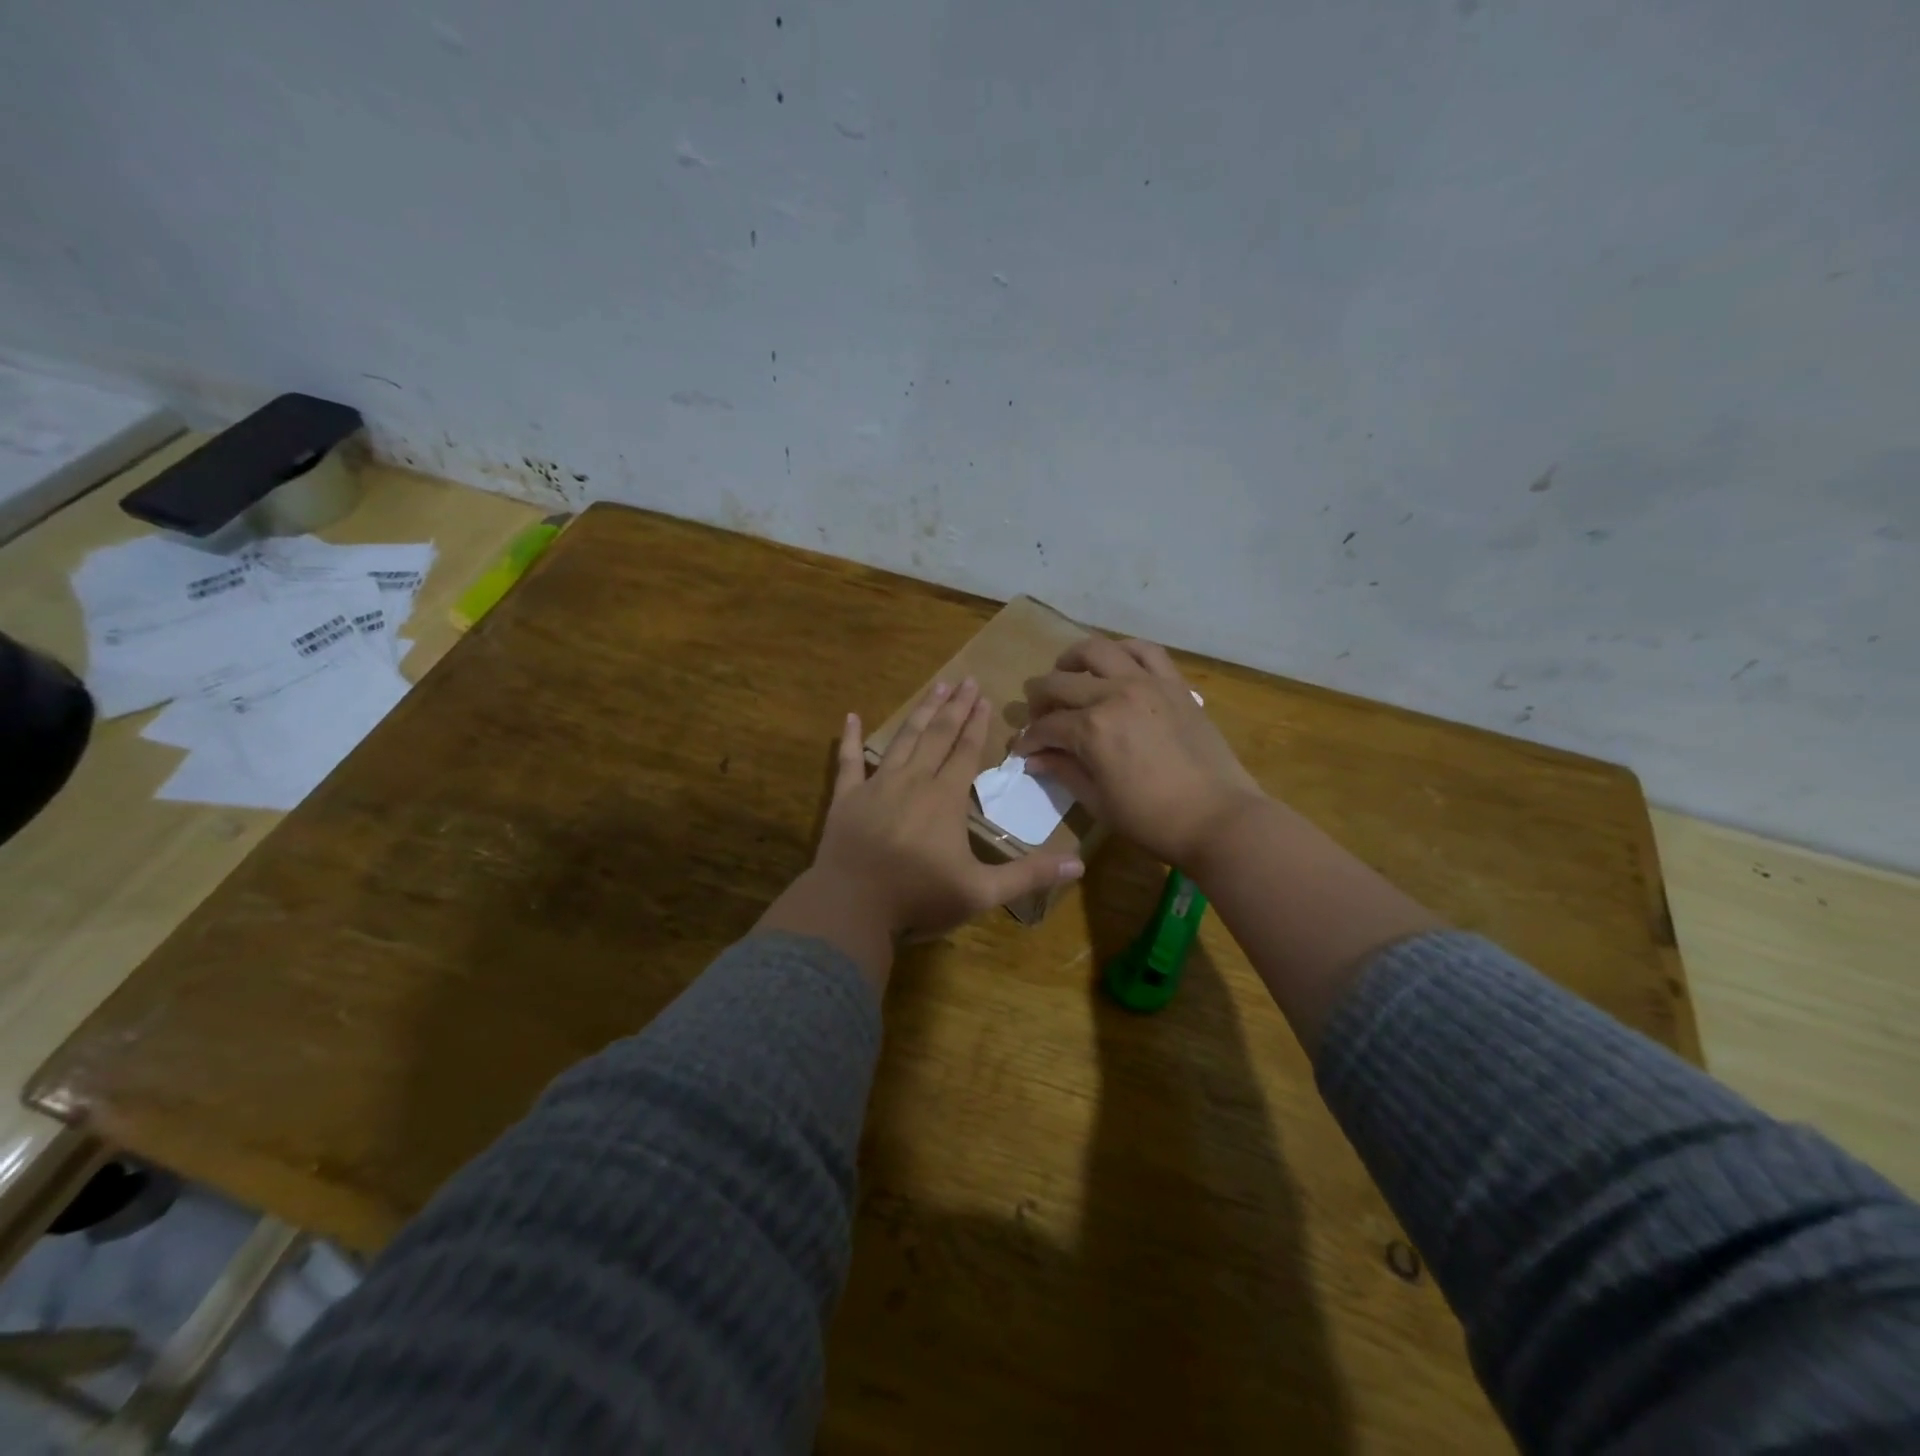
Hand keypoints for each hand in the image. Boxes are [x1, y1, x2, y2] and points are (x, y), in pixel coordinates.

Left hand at [813, 679, 1085, 939]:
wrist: (852, 907)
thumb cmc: (919, 897)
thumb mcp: (981, 892)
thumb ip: (1028, 875)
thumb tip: (1080, 864)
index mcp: (945, 798)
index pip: (966, 751)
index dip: (977, 723)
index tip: (984, 696)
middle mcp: (913, 781)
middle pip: (938, 735)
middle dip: (954, 707)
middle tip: (965, 679)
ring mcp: (876, 786)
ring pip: (902, 739)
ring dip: (920, 713)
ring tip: (934, 687)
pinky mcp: (846, 798)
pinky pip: (848, 761)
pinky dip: (849, 738)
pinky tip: (850, 716)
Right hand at [1021, 637, 1265, 870]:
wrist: (1218, 818)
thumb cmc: (1152, 820)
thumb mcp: (1098, 802)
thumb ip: (1063, 771)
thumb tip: (1034, 759)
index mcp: (1092, 729)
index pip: (1046, 726)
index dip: (1029, 739)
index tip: (1022, 749)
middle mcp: (1115, 694)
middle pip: (1061, 682)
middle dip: (1039, 698)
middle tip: (1038, 715)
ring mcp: (1147, 683)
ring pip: (1098, 650)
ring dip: (1073, 660)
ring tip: (1067, 673)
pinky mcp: (1174, 684)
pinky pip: (1145, 650)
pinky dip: (1122, 650)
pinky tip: (1114, 663)